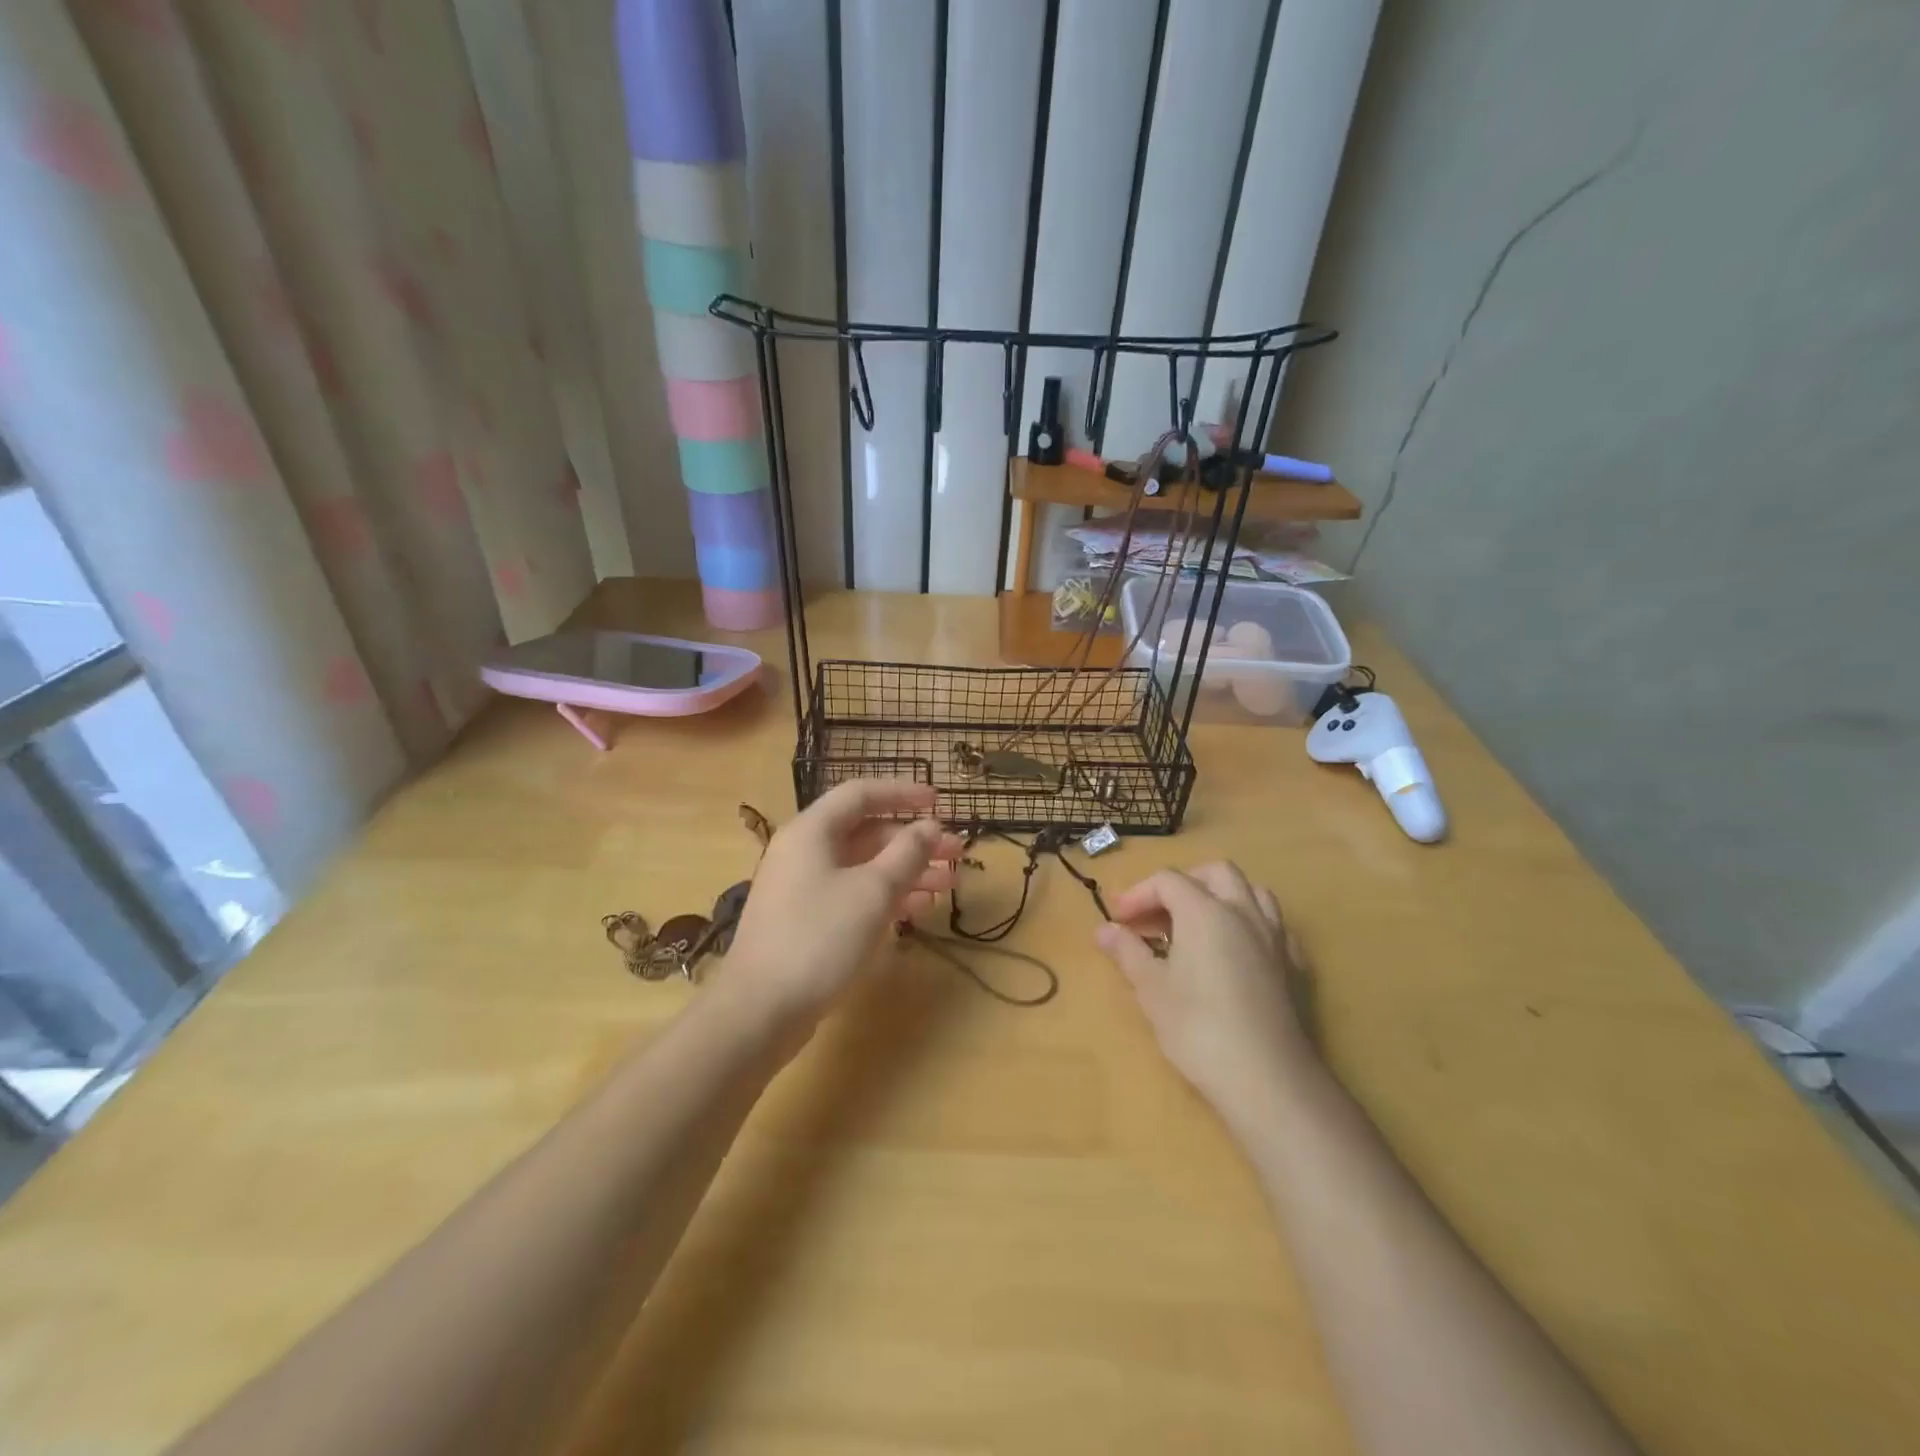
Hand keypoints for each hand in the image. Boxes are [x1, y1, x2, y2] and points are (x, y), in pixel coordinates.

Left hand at [722, 780, 960, 1029]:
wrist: (759, 1011)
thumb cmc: (819, 939)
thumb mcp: (873, 892)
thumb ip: (906, 854)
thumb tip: (929, 827)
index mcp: (812, 831)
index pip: (861, 794)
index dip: (903, 793)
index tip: (940, 803)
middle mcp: (805, 852)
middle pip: (867, 832)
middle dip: (914, 841)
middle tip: (957, 853)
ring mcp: (803, 888)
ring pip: (864, 867)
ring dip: (907, 871)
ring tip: (949, 884)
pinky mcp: (806, 921)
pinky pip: (853, 895)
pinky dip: (886, 897)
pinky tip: (918, 910)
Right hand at [1095, 862, 1313, 1124]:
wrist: (1268, 1078)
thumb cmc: (1198, 1028)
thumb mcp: (1151, 989)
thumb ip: (1127, 952)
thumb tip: (1103, 930)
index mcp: (1205, 911)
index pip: (1167, 881)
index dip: (1138, 894)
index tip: (1119, 921)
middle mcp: (1243, 912)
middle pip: (1215, 872)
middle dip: (1183, 883)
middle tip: (1158, 914)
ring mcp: (1275, 937)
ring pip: (1252, 891)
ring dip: (1222, 896)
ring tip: (1198, 925)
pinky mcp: (1295, 966)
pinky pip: (1273, 925)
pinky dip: (1250, 924)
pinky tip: (1237, 952)